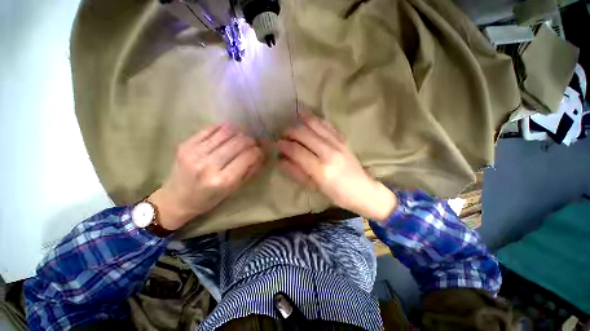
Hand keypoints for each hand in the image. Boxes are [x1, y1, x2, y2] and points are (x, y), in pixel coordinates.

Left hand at [149, 124, 265, 229]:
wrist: (175, 199)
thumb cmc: (208, 199)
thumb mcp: (233, 190)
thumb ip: (249, 171)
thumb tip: (261, 154)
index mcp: (222, 180)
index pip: (248, 156)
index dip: (258, 151)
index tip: (261, 150)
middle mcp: (208, 165)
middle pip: (238, 142)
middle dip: (251, 140)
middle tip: (254, 143)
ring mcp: (195, 152)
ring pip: (226, 132)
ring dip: (239, 132)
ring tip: (242, 137)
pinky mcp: (186, 144)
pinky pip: (211, 129)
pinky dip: (224, 129)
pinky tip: (228, 133)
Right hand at [277, 111, 396, 220]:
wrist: (363, 189)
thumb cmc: (336, 194)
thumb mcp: (313, 188)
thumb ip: (296, 172)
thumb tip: (280, 159)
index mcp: (321, 170)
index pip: (296, 150)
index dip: (283, 145)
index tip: (276, 144)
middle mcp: (329, 152)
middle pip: (303, 133)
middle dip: (288, 132)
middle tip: (282, 136)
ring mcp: (338, 143)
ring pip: (314, 124)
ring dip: (299, 122)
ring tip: (291, 125)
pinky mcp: (343, 138)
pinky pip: (325, 123)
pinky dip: (313, 118)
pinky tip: (305, 116)